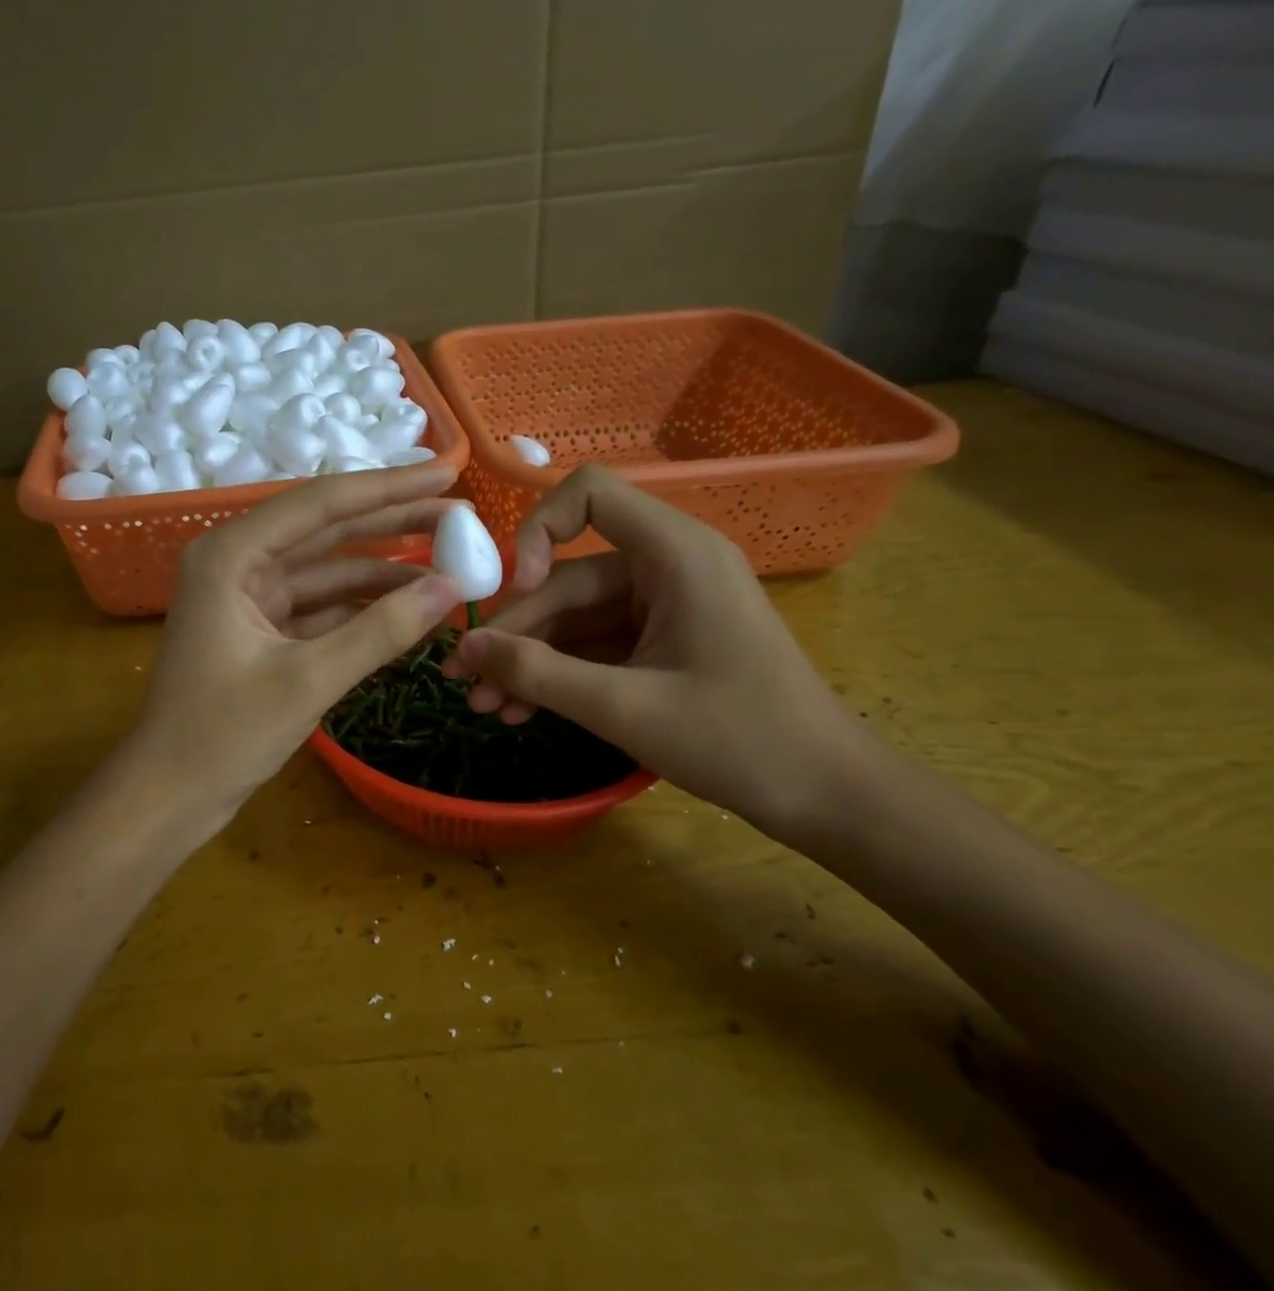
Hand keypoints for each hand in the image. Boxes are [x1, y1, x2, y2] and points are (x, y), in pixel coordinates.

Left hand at [128, 464, 464, 820]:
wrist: (169, 794)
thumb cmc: (222, 735)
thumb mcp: (308, 680)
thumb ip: (380, 631)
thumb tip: (450, 588)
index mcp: (231, 554)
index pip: (322, 504)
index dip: (390, 487)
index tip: (447, 473)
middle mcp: (238, 562)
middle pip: (328, 530)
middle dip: (394, 524)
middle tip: (460, 517)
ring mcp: (250, 596)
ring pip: (329, 570)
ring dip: (384, 571)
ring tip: (451, 567)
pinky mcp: (262, 629)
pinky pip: (322, 606)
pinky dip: (362, 608)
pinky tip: (411, 609)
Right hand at [441, 465, 867, 837]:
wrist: (826, 795)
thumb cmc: (739, 740)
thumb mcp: (624, 707)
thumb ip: (537, 674)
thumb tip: (465, 648)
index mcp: (675, 554)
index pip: (588, 495)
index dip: (537, 532)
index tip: (518, 593)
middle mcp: (667, 567)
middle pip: (567, 578)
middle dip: (514, 632)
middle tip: (464, 679)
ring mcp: (664, 608)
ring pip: (574, 619)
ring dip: (528, 661)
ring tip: (483, 707)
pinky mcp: (662, 643)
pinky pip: (595, 646)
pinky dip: (559, 675)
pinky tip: (520, 711)